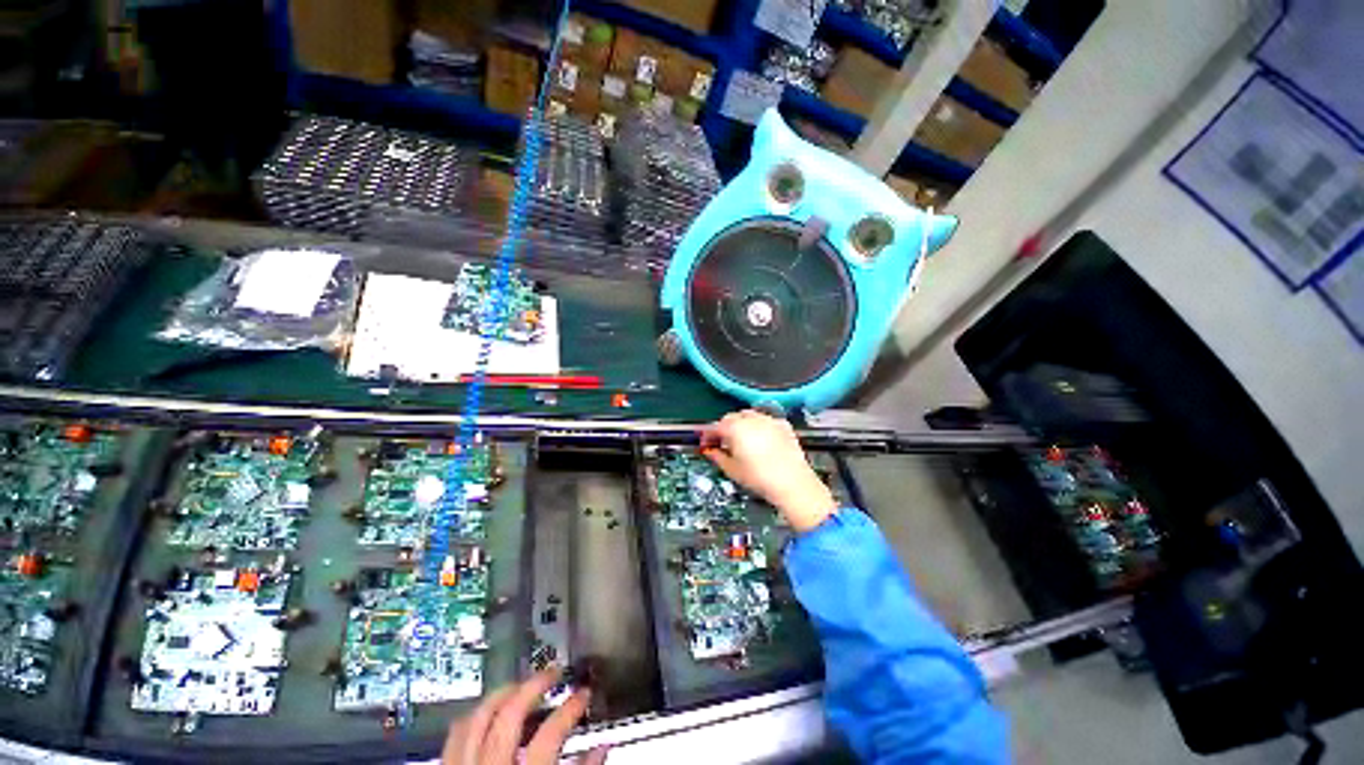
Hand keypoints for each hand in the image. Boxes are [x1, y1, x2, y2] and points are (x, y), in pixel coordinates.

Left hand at [442, 667, 608, 764]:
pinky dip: (474, 716)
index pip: (552, 734)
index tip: (585, 693)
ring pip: (478, 717)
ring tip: (522, 685)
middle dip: (535, 685)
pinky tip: (490, 713)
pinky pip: (455, 736)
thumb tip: (602, 748)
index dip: (572, 707)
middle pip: (510, 714)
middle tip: (554, 673)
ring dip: (503, 694)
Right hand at [699, 410, 837, 532]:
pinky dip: (759, 426)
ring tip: (741, 440)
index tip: (705, 444)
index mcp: (735, 428)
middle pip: (731, 418)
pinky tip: (760, 440)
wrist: (792, 483)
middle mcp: (751, 419)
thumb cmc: (758, 478)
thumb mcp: (732, 469)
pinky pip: (765, 420)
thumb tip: (710, 452)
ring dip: (741, 424)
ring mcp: (769, 420)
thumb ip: (717, 457)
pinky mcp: (783, 425)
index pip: (715, 427)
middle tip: (721, 443)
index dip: (708, 435)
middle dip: (724, 428)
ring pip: (749, 416)